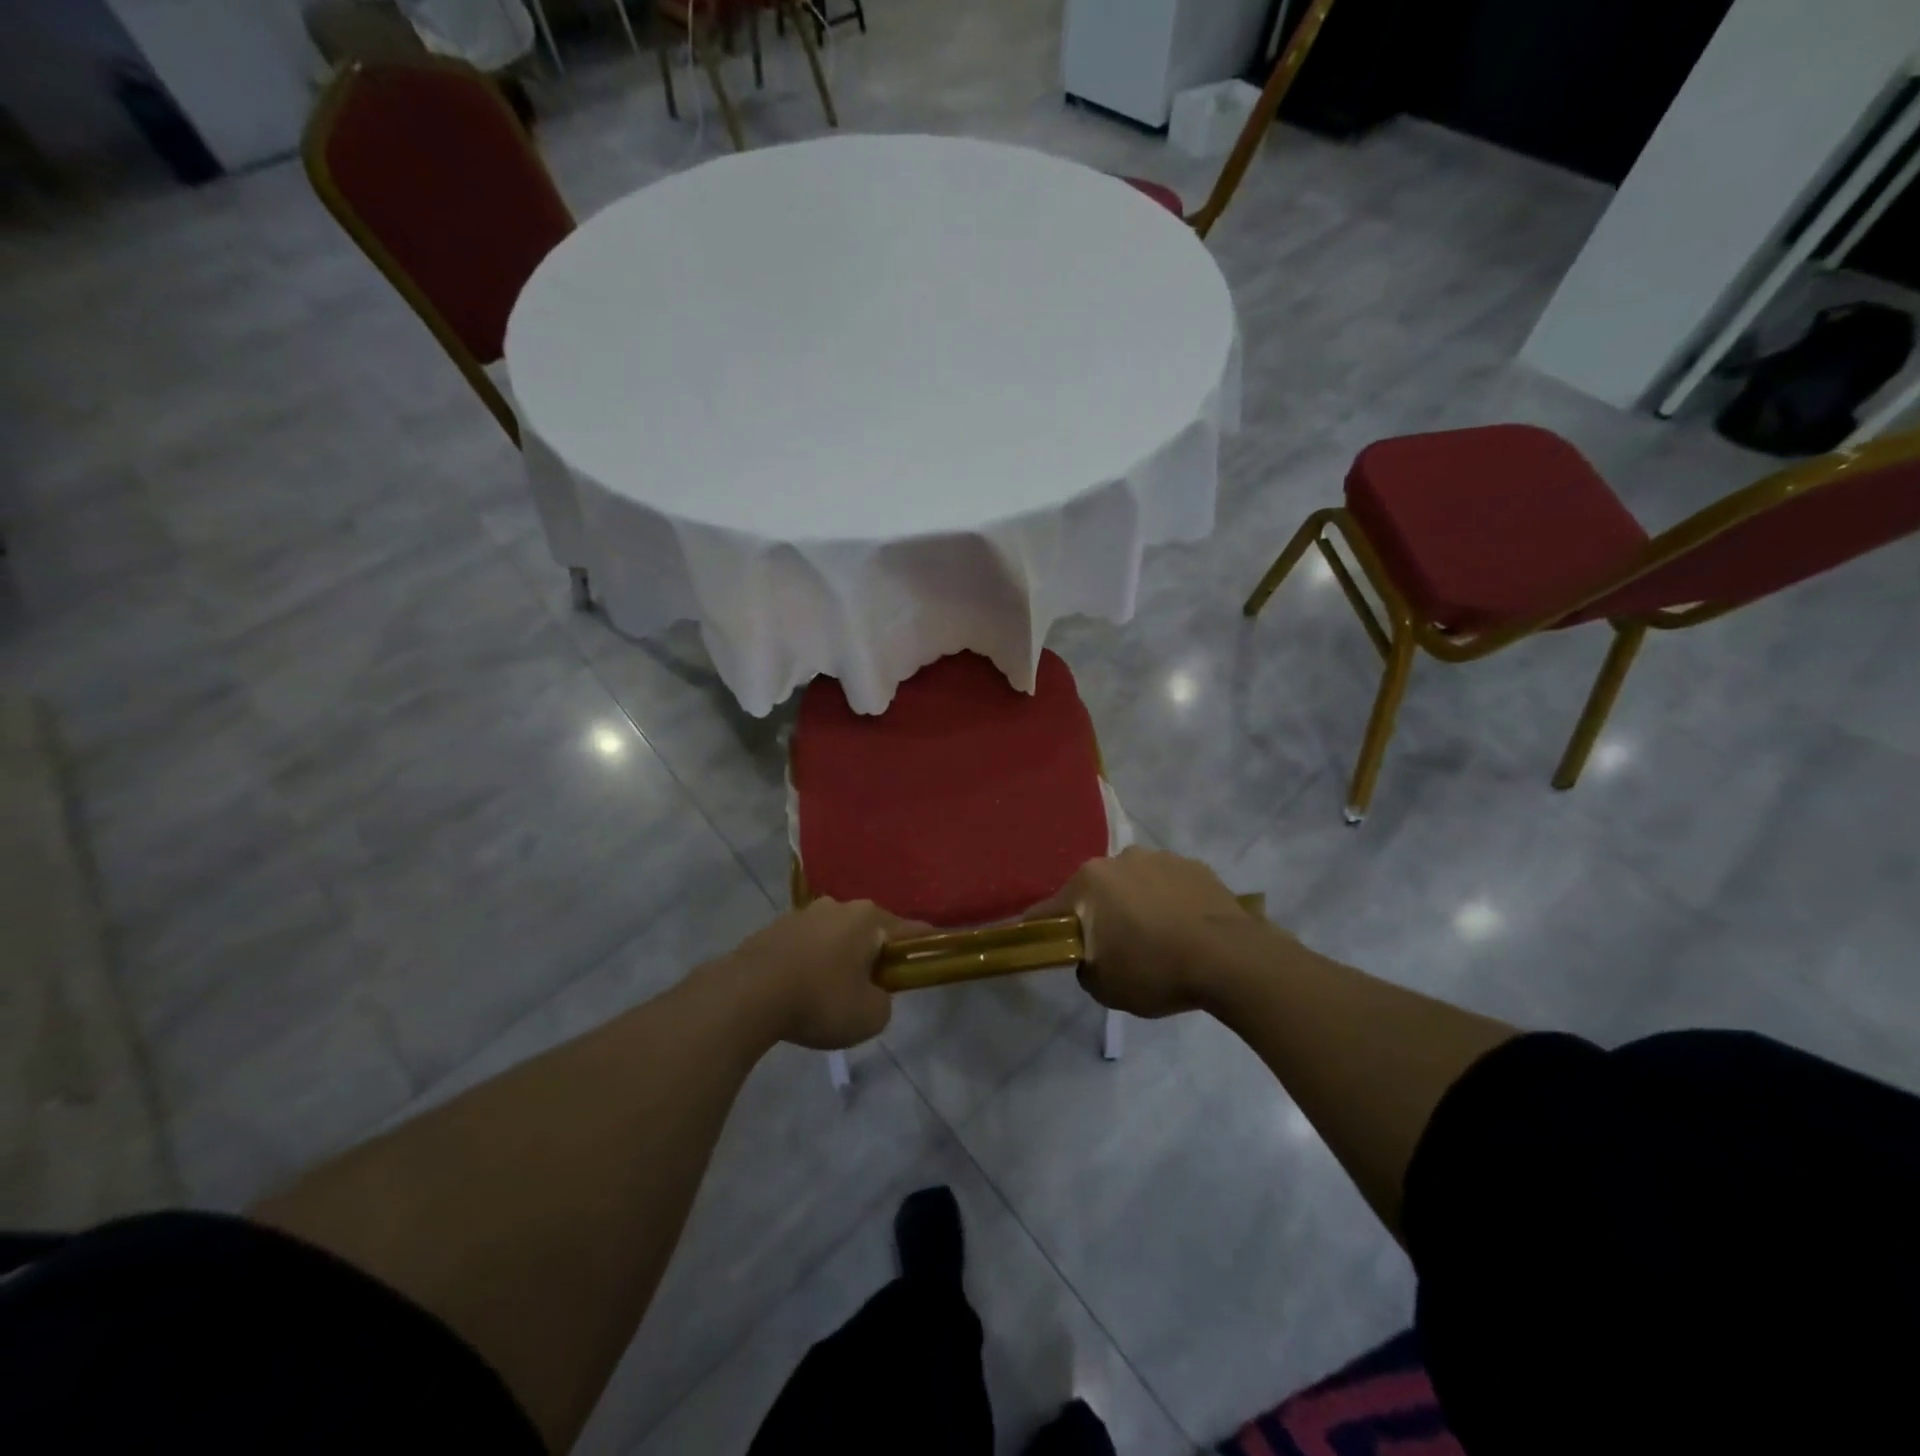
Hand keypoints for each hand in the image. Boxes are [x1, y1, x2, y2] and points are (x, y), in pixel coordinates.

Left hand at [715, 899, 926, 1049]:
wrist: (747, 995)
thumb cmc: (820, 1000)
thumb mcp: (870, 1016)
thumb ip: (884, 1002)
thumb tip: (874, 994)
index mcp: (869, 918)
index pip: (910, 930)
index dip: (925, 947)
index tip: (931, 959)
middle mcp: (839, 906)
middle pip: (870, 930)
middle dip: (875, 954)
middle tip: (874, 988)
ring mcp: (803, 913)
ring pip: (835, 936)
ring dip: (840, 957)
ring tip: (832, 992)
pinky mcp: (774, 928)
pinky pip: (806, 945)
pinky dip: (811, 962)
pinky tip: (801, 989)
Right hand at [1032, 847, 1269, 1017]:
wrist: (1231, 959)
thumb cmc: (1156, 970)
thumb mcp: (1104, 987)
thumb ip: (1084, 967)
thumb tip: (1091, 956)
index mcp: (1089, 882)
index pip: (1049, 910)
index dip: (1042, 931)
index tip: (1044, 947)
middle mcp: (1119, 859)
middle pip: (1095, 891)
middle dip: (1098, 915)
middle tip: (1113, 948)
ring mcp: (1160, 858)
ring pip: (1134, 884)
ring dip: (1136, 904)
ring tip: (1157, 939)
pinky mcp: (1195, 866)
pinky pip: (1169, 885)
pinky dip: (1168, 902)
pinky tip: (1184, 930)